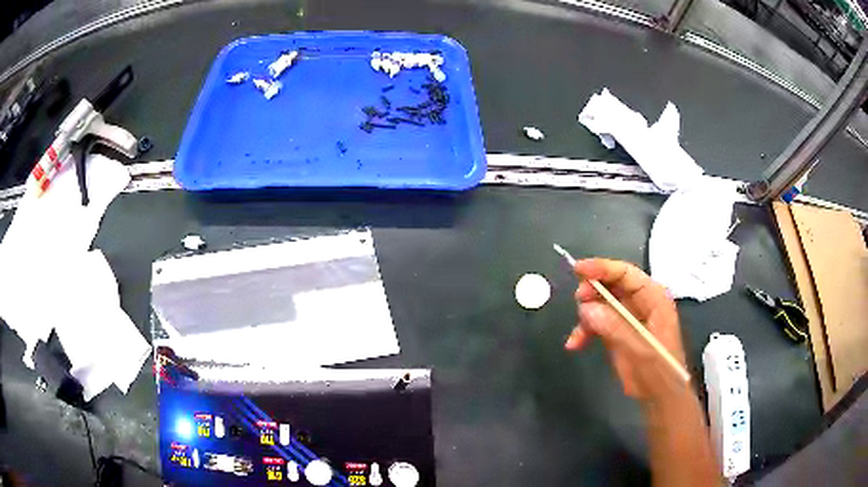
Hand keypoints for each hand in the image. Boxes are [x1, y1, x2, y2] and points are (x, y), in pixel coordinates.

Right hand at [565, 258, 687, 402]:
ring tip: (577, 335)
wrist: (661, 398)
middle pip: (612, 285)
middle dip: (592, 292)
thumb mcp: (639, 349)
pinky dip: (584, 331)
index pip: (626, 274)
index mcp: (654, 298)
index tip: (578, 269)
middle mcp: (641, 303)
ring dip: (585, 315)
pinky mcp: (619, 331)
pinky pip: (597, 322)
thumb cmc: (658, 371)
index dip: (602, 268)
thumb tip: (586, 307)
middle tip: (578, 302)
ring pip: (601, 304)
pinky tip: (575, 344)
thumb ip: (614, 327)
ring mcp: (629, 317)